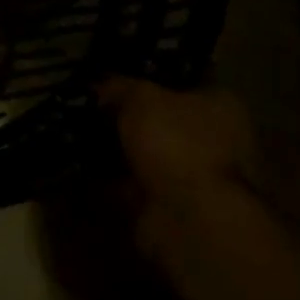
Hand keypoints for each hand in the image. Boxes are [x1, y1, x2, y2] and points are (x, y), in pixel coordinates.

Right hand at [98, 77, 260, 264]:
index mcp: (222, 106)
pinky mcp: (173, 210)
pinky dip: (111, 180)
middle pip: (164, 119)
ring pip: (148, 154)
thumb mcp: (141, 97)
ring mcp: (196, 179)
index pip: (183, 81)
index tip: (114, 76)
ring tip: (77, 132)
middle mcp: (217, 141)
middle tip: (91, 104)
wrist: (191, 223)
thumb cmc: (178, 143)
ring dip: (119, 149)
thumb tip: (101, 85)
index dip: (148, 76)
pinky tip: (81, 167)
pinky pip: (135, 186)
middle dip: (129, 116)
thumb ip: (119, 86)